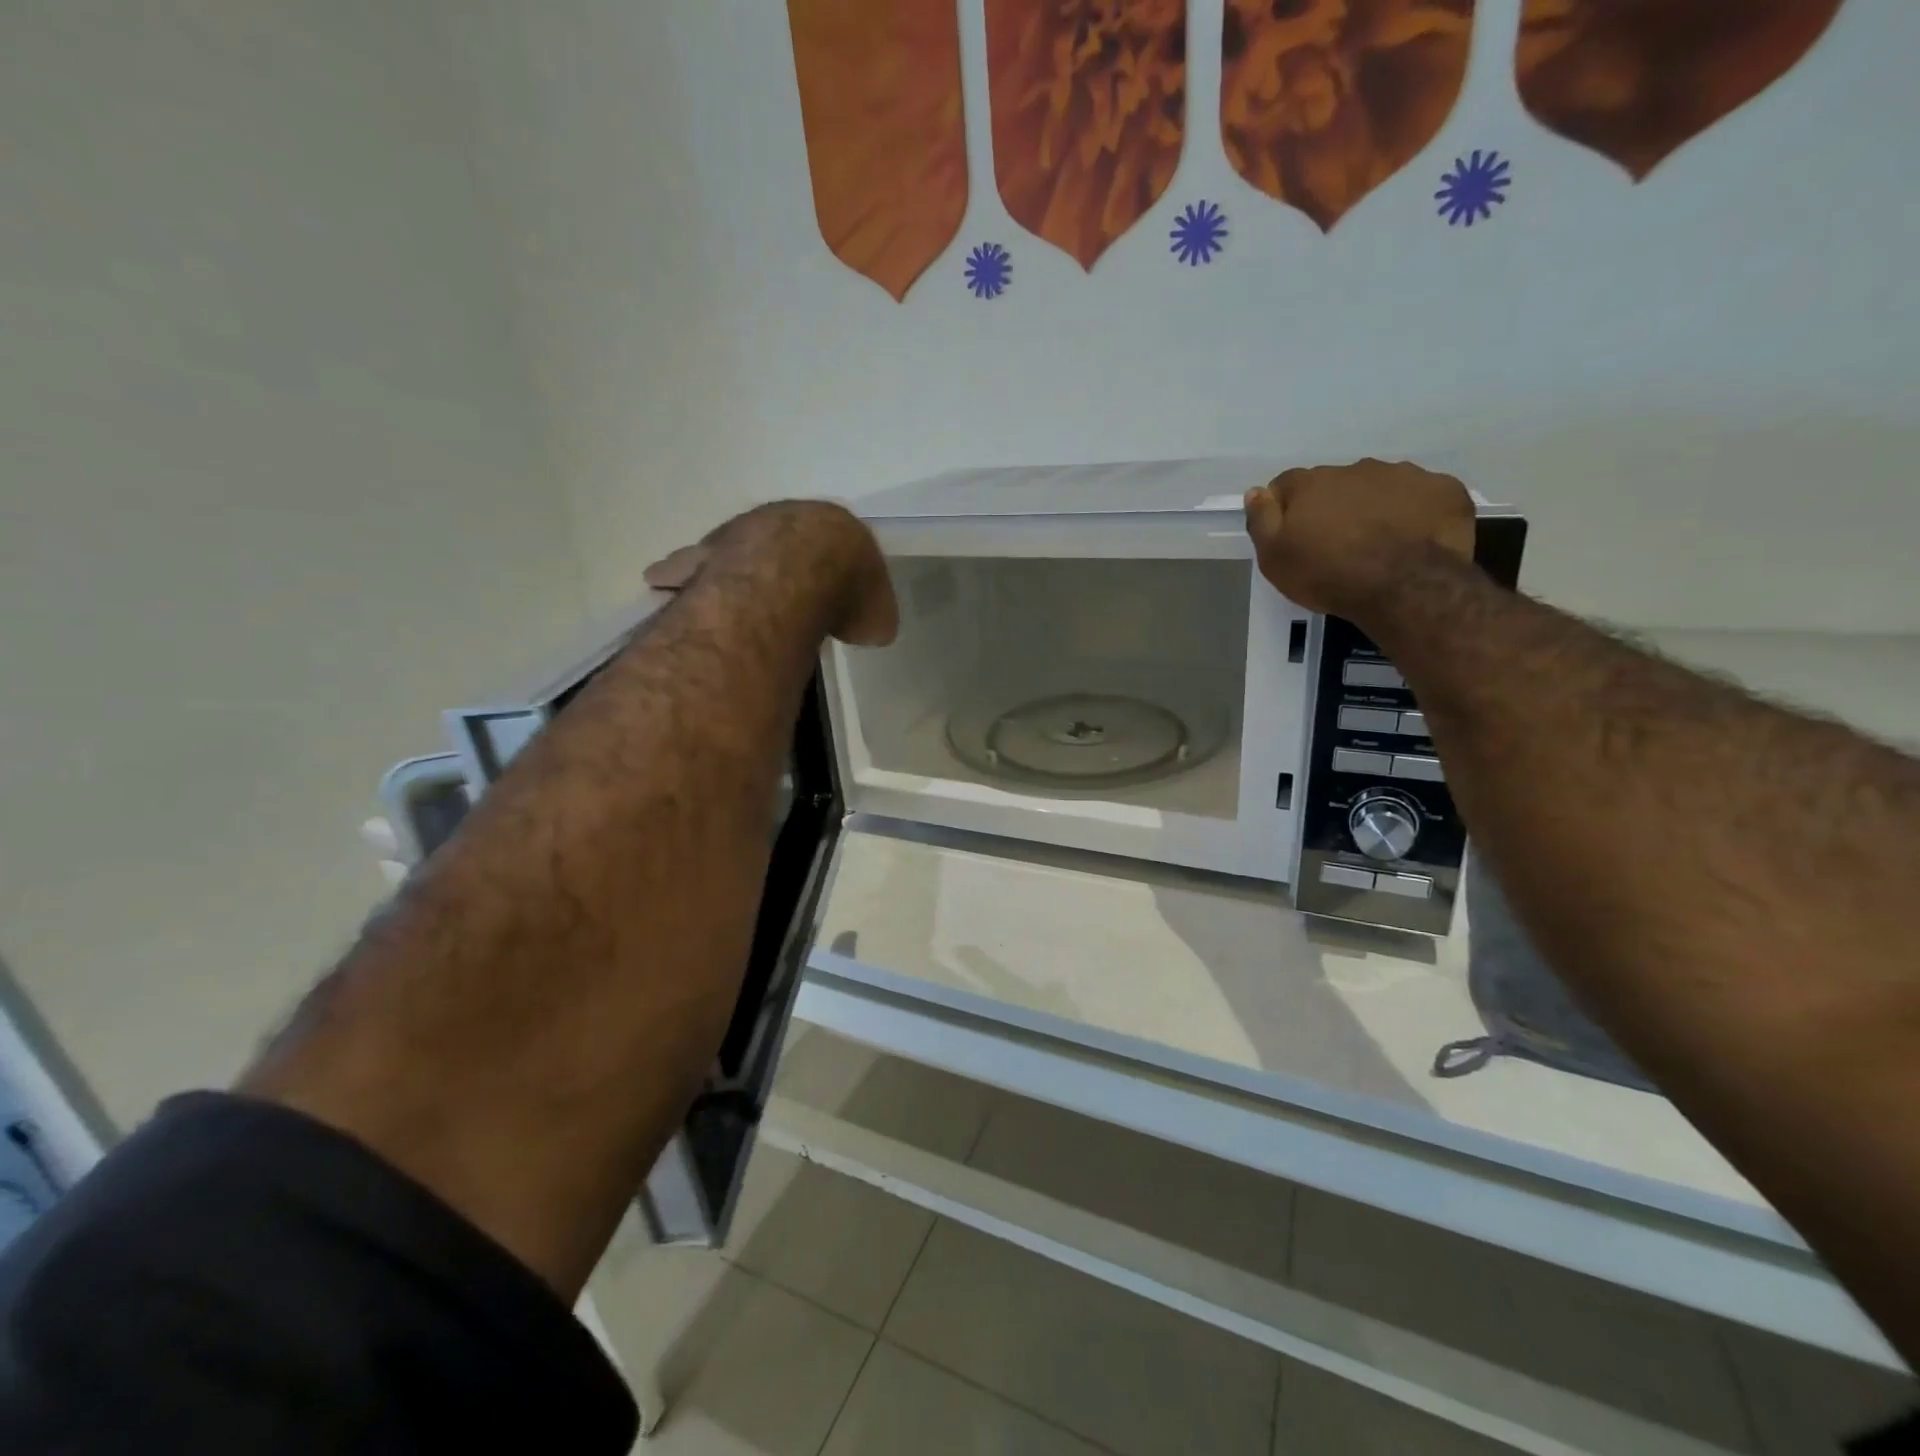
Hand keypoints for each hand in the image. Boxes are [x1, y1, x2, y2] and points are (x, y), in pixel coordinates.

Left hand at [642, 502, 897, 646]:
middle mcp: (780, 521)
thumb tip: (871, 629)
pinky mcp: (704, 556)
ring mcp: (737, 535)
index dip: (830, 570)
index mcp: (830, 528)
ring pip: (727, 549)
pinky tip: (661, 582)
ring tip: (712, 586)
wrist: (798, 576)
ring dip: (721, 567)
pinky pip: (686, 566)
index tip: (828, 590)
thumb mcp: (877, 617)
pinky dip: (677, 575)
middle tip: (771, 589)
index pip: (830, 543)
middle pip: (775, 541)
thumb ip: (871, 619)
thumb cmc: (845, 593)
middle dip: (773, 563)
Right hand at [1244, 459, 1475, 618]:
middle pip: (1336, 484)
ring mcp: (1405, 475)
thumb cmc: (1328, 574)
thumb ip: (1261, 520)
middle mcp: (1356, 468)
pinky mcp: (1444, 490)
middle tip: (1337, 544)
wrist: (1405, 586)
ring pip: (1380, 486)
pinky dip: (1415, 512)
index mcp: (1312, 483)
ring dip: (1374, 506)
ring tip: (1378, 543)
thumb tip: (1256, 492)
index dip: (1286, 508)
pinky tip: (1413, 538)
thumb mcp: (1275, 558)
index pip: (1287, 485)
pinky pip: (1423, 496)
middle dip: (1333, 506)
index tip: (1292, 535)